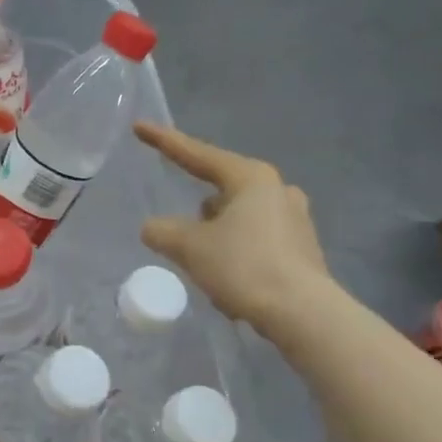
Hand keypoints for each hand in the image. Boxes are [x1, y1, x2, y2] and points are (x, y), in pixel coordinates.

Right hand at [135, 121, 335, 338]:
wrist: (302, 313)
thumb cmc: (243, 266)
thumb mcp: (189, 247)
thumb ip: (162, 231)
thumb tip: (153, 228)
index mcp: (250, 178)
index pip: (197, 155)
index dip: (164, 142)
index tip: (140, 127)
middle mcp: (277, 190)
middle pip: (220, 191)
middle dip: (197, 213)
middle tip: (182, 237)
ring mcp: (295, 219)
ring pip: (237, 220)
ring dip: (216, 238)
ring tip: (206, 269)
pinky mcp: (302, 248)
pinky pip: (255, 243)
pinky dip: (236, 257)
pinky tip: (230, 285)